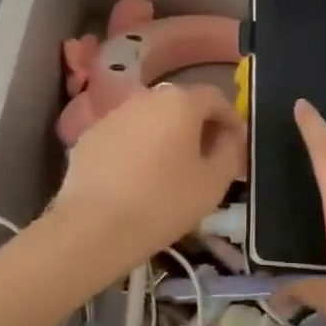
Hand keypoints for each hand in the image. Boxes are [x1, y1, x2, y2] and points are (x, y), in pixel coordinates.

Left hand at [50, 84, 245, 267]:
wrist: (95, 227)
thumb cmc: (164, 203)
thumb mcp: (214, 182)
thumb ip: (230, 151)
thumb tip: (229, 137)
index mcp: (180, 103)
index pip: (215, 98)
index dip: (231, 118)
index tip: (237, 144)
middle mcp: (145, 98)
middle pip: (180, 105)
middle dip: (198, 127)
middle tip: (208, 157)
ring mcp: (112, 116)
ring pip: (150, 120)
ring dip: (166, 136)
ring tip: (172, 170)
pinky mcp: (89, 137)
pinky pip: (125, 136)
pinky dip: (138, 149)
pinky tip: (138, 179)